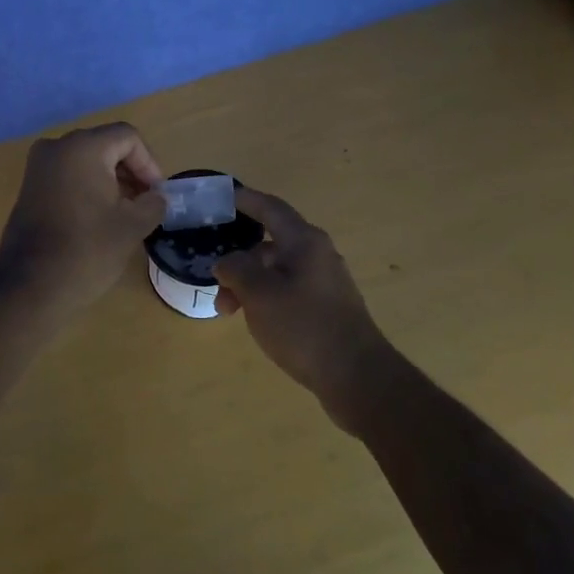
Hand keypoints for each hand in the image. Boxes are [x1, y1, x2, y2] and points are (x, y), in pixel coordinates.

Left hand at [0, 123, 167, 312]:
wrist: (30, 287)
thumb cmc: (86, 250)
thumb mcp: (132, 226)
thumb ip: (153, 203)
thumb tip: (156, 197)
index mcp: (82, 147)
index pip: (127, 137)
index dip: (149, 163)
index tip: (156, 195)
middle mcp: (56, 147)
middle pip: (105, 145)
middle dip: (129, 171)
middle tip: (144, 203)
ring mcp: (38, 167)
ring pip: (85, 160)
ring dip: (109, 180)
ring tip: (124, 213)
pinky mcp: (29, 188)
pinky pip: (67, 175)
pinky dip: (87, 187)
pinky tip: (98, 218)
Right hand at [214, 186, 395, 430]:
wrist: (357, 376)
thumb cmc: (304, 326)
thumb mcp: (258, 293)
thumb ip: (236, 269)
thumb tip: (227, 261)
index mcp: (304, 241)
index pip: (270, 207)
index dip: (245, 199)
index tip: (222, 196)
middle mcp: (317, 254)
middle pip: (270, 244)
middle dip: (239, 260)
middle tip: (216, 284)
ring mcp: (325, 282)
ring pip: (277, 271)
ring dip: (249, 285)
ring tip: (229, 313)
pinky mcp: (328, 307)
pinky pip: (289, 290)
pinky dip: (266, 297)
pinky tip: (256, 322)